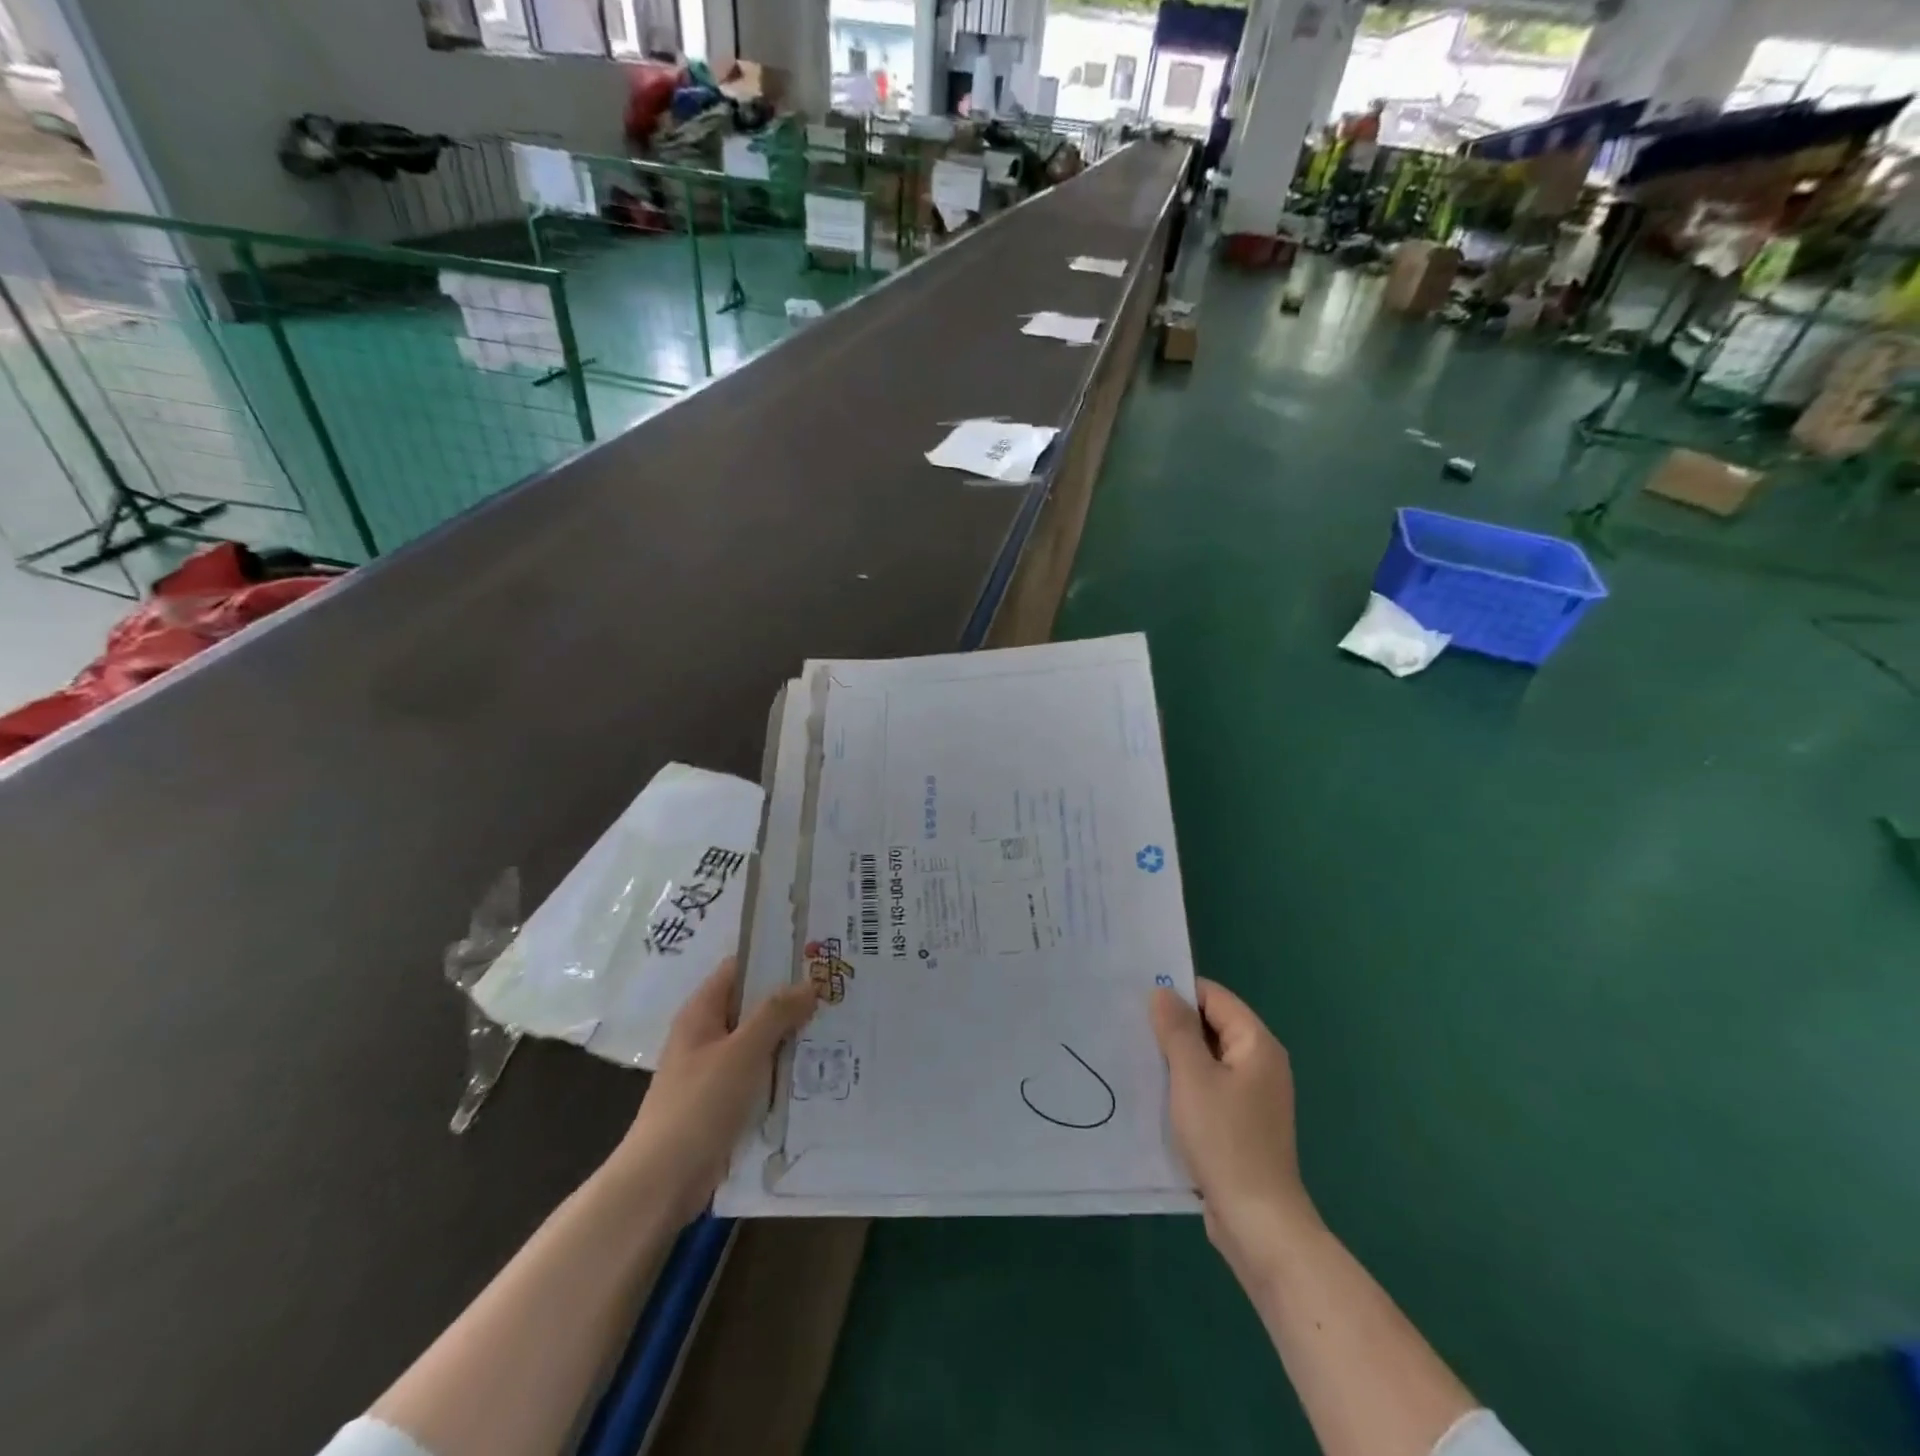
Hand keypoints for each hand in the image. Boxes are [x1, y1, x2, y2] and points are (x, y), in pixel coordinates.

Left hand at [613, 957, 817, 1224]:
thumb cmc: (699, 1105)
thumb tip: (809, 983)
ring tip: (838, 1027)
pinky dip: (784, 1070)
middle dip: (792, 1000)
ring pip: (761, 1042)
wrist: (662, 1182)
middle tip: (837, 992)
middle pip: (754, 1005)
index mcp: (702, 1012)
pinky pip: (760, 1074)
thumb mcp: (743, 1052)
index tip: (815, 955)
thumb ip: (776, 1014)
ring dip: (792, 1037)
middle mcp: (707, 1035)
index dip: (774, 958)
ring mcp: (715, 1070)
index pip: (740, 968)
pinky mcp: (725, 1102)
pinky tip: (818, 1071)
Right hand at [1151, 978, 1324, 1284]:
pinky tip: (1154, 1091)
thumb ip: (1176, 1029)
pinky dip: (1184, 1084)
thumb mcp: (1192, 1076)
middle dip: (1173, 1024)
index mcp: (1257, 1044)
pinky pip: (1209, 1087)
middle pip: (1212, 1026)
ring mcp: (1252, 1096)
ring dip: (1176, 1056)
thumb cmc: (1225, 1139)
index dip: (1178, 992)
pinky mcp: (1241, 1123)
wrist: (1257, 1222)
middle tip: (1129, 1023)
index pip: (1214, 997)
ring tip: (1135, 1054)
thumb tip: (1163, 992)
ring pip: (1207, 1059)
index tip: (1138, 997)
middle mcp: (1260, 1063)